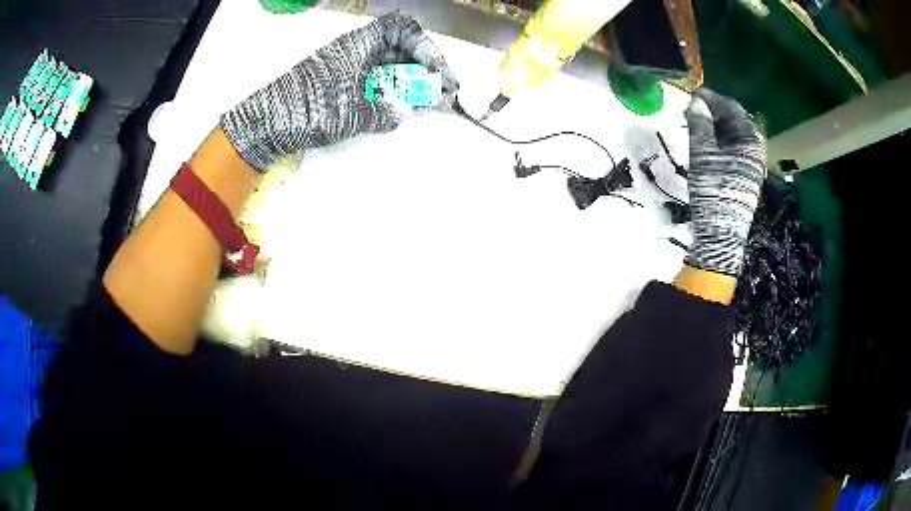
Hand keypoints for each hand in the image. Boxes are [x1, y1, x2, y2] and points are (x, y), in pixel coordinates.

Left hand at [221, 12, 459, 171]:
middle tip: (441, 92)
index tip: (436, 71)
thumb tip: (398, 115)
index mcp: (359, 44)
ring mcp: (346, 68)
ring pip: (388, 67)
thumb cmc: (312, 108)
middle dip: (424, 69)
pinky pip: (373, 82)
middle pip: (399, 49)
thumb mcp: (355, 112)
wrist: (269, 123)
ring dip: (410, 83)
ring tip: (427, 103)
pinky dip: (390, 93)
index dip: (424, 46)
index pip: (401, 29)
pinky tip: (400, 108)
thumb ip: (384, 113)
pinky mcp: (339, 85)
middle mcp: (355, 51)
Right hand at [683, 90, 765, 275]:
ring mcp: (753, 164)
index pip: (730, 108)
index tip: (691, 93)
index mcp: (749, 140)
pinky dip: (721, 142)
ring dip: (716, 127)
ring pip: (734, 136)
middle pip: (735, 121)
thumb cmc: (713, 190)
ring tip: (697, 125)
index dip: (711, 98)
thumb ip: (700, 124)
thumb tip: (696, 102)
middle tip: (693, 109)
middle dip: (714, 112)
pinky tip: (709, 145)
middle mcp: (756, 149)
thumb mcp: (703, 153)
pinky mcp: (747, 177)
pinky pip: (735, 150)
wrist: (722, 232)